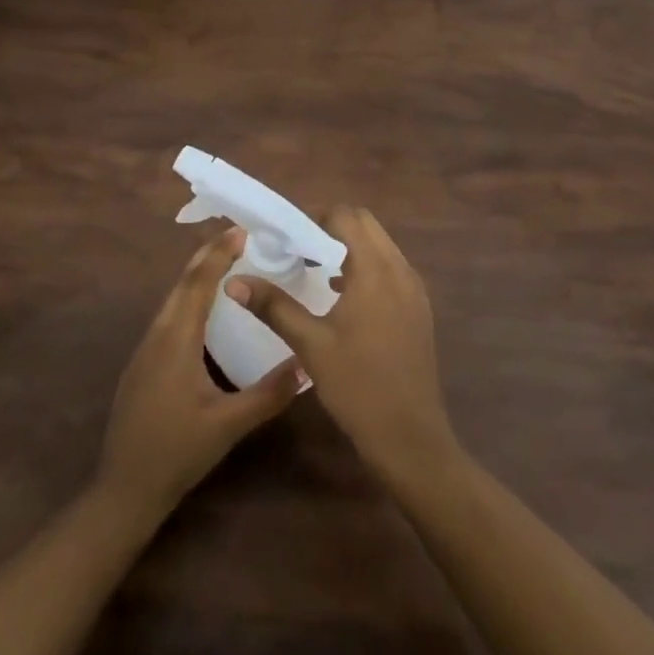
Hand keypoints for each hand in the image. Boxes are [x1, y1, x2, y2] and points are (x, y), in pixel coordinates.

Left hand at [98, 228, 304, 519]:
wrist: (124, 487)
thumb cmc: (177, 452)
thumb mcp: (228, 425)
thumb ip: (268, 394)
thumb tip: (307, 364)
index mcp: (176, 341)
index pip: (198, 284)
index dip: (218, 254)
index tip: (240, 231)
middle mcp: (157, 335)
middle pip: (181, 284)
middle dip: (207, 257)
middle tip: (238, 239)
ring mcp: (145, 349)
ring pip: (172, 300)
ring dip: (196, 278)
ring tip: (225, 266)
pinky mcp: (142, 364)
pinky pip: (168, 317)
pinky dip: (188, 300)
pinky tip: (204, 313)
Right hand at [225, 206, 456, 489]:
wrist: (410, 437)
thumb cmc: (357, 386)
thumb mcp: (310, 344)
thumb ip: (274, 306)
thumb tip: (234, 281)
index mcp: (376, 270)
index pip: (347, 216)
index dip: (315, 217)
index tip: (287, 236)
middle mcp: (401, 270)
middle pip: (366, 225)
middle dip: (331, 228)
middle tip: (298, 249)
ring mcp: (415, 290)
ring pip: (381, 247)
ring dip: (350, 248)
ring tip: (315, 269)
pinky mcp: (419, 309)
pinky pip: (391, 270)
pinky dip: (366, 268)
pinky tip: (342, 296)